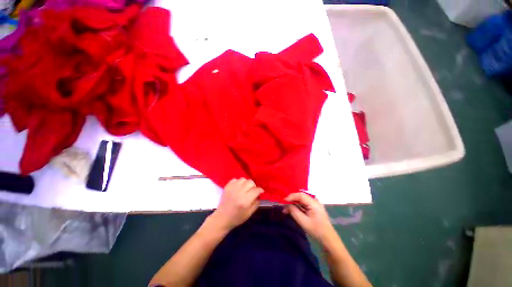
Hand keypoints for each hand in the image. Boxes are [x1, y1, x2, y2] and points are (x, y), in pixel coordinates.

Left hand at [209, 178, 263, 231]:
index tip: (261, 192)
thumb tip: (259, 194)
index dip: (260, 190)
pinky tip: (238, 188)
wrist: (222, 218)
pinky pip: (235, 179)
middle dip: (253, 186)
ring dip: (246, 183)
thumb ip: (257, 202)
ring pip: (243, 179)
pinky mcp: (227, 186)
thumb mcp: (250, 213)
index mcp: (245, 201)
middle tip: (252, 191)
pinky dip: (238, 182)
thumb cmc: (237, 217)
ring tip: (245, 189)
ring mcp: (232, 188)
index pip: (256, 190)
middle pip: (250, 182)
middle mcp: (239, 192)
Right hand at [284, 192, 334, 242]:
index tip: (283, 201)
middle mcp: (315, 201)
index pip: (300, 195)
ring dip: (294, 203)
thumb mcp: (303, 222)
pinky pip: (304, 204)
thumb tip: (286, 205)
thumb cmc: (316, 230)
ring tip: (286, 209)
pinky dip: (298, 206)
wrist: (328, 239)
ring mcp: (315, 204)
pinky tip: (292, 210)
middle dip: (291, 200)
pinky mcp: (314, 208)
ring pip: (302, 200)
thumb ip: (294, 211)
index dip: (291, 196)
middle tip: (284, 205)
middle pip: (301, 196)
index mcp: (314, 203)